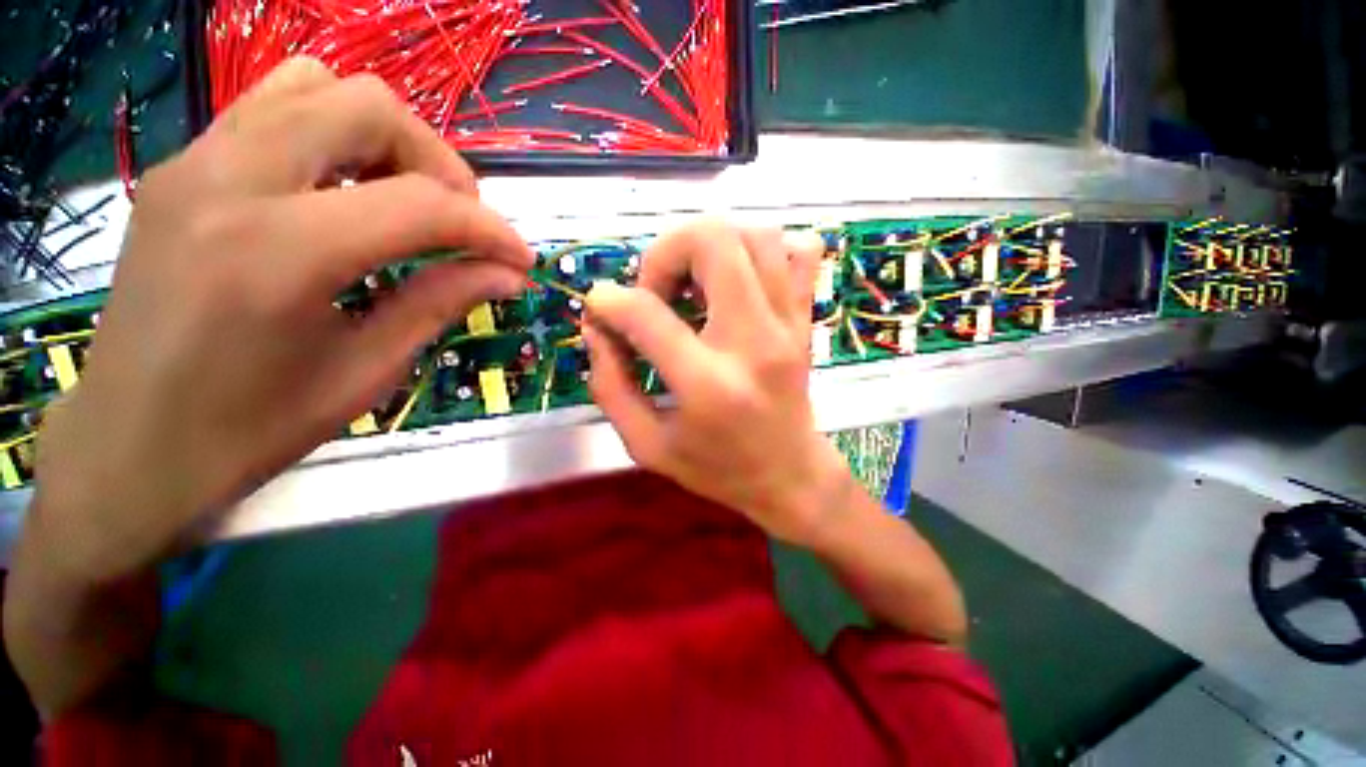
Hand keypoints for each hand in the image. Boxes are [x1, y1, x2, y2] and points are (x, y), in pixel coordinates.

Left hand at [30, 58, 531, 582]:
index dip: (490, 229)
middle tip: (461, 222)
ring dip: (386, 139)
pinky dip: (333, 135)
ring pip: (318, 86)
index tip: (521, 258)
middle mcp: (229, 180)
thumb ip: (442, 302)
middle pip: (368, 107)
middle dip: (440, 163)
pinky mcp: (183, 167)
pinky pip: (274, 108)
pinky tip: (347, 191)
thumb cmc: (250, 428)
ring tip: (406, 200)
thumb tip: (509, 275)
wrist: (129, 445)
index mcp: (279, 252)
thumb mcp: (366, 370)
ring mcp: (195, 162)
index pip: (421, 205)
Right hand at [583, 222, 853, 544]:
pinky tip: (741, 279)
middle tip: (657, 291)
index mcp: (707, 384)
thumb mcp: (646, 445)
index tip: (601, 307)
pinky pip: (803, 252)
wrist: (790, 477)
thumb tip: (597, 327)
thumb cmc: (717, 469)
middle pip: (712, 242)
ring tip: (694, 283)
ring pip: (756, 235)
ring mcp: (788, 325)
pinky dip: (765, 250)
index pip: (646, 313)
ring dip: (712, 246)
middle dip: (667, 251)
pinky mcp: (804, 320)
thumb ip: (610, 385)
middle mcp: (752, 342)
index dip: (608, 300)